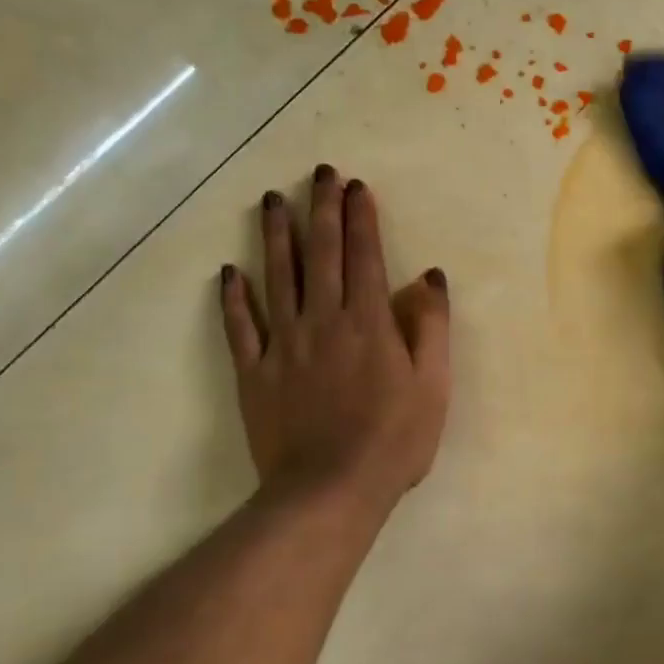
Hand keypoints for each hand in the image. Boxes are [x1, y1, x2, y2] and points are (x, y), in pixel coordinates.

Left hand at [218, 165, 450, 520]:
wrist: (330, 491)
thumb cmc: (393, 440)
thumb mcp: (433, 385)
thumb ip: (432, 327)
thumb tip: (430, 277)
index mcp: (369, 323)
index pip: (364, 256)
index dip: (360, 218)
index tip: (356, 186)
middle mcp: (323, 321)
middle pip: (320, 254)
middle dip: (321, 209)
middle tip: (319, 173)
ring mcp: (283, 345)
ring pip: (277, 278)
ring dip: (275, 236)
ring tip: (273, 200)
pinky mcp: (254, 373)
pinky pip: (240, 328)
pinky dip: (233, 299)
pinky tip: (230, 272)